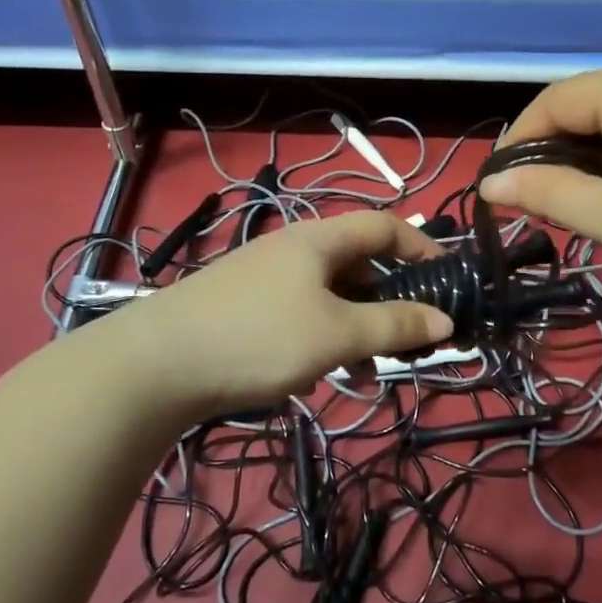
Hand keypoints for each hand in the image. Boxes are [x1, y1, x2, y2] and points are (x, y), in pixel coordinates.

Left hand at [102, 212, 454, 417]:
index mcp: (320, 240)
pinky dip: (324, 338)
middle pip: (359, 263)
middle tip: (411, 336)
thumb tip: (446, 320)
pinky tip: (321, 377)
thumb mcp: (337, 334)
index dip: (422, 247)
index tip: (448, 280)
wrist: (153, 365)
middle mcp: (294, 249)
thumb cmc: (258, 337)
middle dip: (390, 299)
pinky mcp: (244, 308)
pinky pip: (302, 315)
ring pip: (331, 295)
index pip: (385, 225)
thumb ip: (395, 326)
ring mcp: (265, 278)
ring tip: (370, 370)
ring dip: (358, 326)